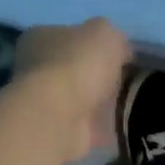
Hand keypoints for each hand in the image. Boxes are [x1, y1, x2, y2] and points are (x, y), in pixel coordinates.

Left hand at [13, 19, 132, 163]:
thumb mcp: (105, 33)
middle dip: (97, 76)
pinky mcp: (55, 132)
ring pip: (78, 99)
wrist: (60, 116)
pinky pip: (85, 127)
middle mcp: (35, 69)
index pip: (68, 35)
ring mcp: (43, 103)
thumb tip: (120, 51)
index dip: (94, 43)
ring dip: (99, 103)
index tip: (119, 55)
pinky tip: (122, 126)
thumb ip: (113, 38)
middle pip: (73, 69)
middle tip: (127, 80)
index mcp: (40, 37)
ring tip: (129, 103)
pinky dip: (101, 128)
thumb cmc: (77, 64)